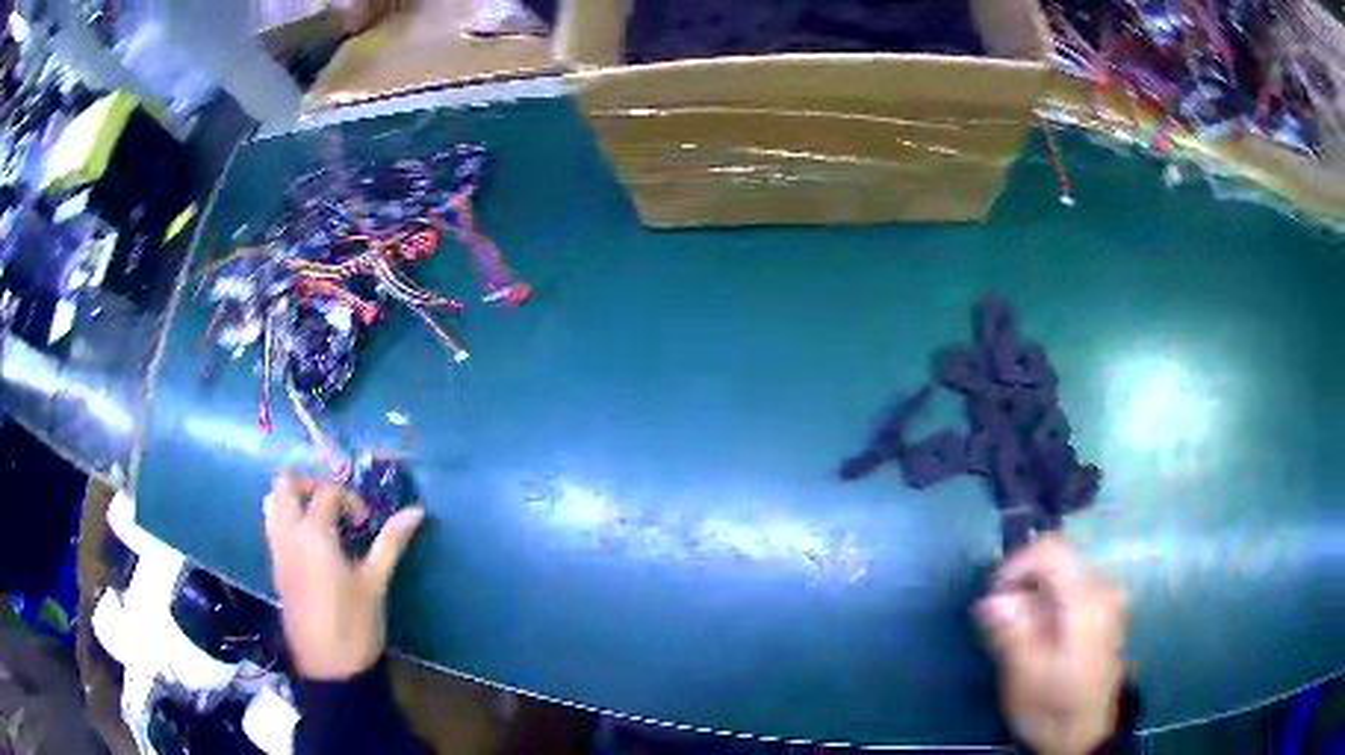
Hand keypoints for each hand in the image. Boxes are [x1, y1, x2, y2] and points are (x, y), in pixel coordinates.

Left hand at [264, 475, 424, 680]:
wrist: (329, 667)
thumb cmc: (355, 624)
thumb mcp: (375, 582)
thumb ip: (390, 542)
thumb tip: (416, 511)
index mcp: (315, 534)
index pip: (326, 492)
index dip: (349, 498)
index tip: (366, 521)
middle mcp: (289, 534)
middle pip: (286, 486)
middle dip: (309, 483)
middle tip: (335, 502)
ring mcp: (278, 551)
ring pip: (272, 504)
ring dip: (293, 500)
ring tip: (320, 518)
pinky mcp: (276, 568)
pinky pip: (272, 527)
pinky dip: (286, 520)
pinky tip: (310, 544)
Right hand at [974, 535, 1127, 754]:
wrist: (1084, 735)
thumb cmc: (1053, 709)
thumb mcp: (1024, 676)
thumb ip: (1011, 632)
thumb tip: (990, 600)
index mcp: (1086, 602)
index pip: (1051, 551)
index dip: (1015, 564)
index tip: (992, 595)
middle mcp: (1103, 589)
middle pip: (1059, 557)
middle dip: (1023, 578)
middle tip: (998, 613)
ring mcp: (1108, 599)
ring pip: (1065, 571)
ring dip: (1035, 590)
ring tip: (1014, 626)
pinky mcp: (1106, 611)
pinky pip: (1073, 587)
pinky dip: (1049, 598)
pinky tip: (1036, 630)